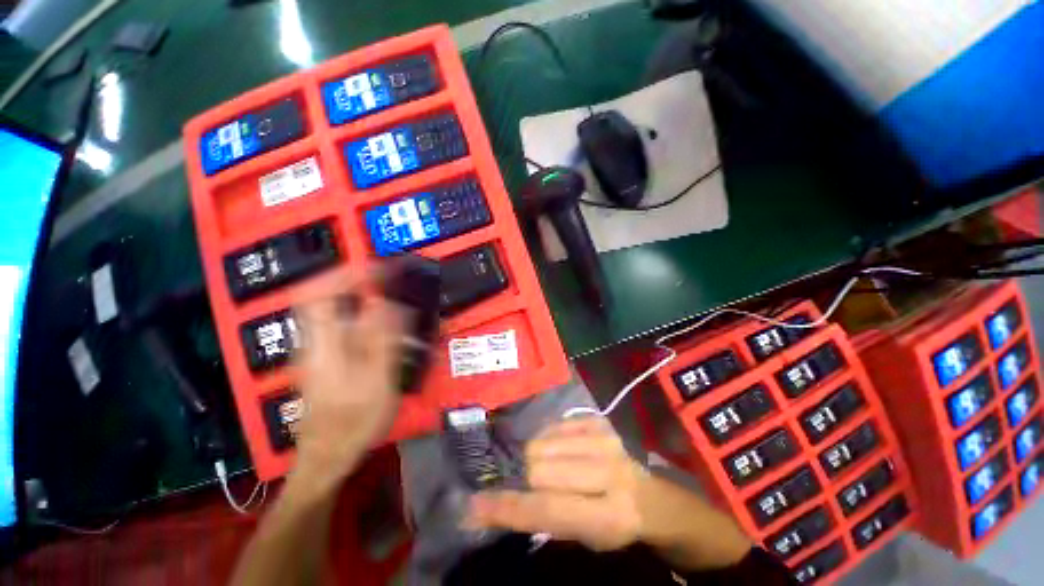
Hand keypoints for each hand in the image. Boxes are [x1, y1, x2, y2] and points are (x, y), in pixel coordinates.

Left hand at [291, 278, 401, 488]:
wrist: (327, 456)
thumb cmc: (353, 422)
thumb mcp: (376, 381)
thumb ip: (381, 340)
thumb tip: (386, 303)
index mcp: (322, 345)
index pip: (318, 295)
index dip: (344, 274)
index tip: (377, 266)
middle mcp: (313, 341)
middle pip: (321, 297)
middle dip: (352, 281)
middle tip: (384, 277)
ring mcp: (316, 350)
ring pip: (331, 310)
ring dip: (356, 296)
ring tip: (386, 295)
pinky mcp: (324, 359)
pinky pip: (339, 325)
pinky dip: (359, 315)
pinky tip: (381, 325)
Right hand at [467, 417, 750, 569]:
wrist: (647, 494)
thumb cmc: (612, 523)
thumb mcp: (581, 536)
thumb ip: (538, 519)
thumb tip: (487, 507)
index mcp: (608, 514)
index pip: (546, 508)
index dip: (507, 507)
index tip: (473, 505)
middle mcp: (608, 470)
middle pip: (539, 467)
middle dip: (523, 477)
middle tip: (523, 482)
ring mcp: (604, 438)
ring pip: (542, 442)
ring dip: (534, 457)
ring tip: (545, 466)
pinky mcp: (598, 421)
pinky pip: (553, 424)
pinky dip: (546, 438)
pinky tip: (558, 449)